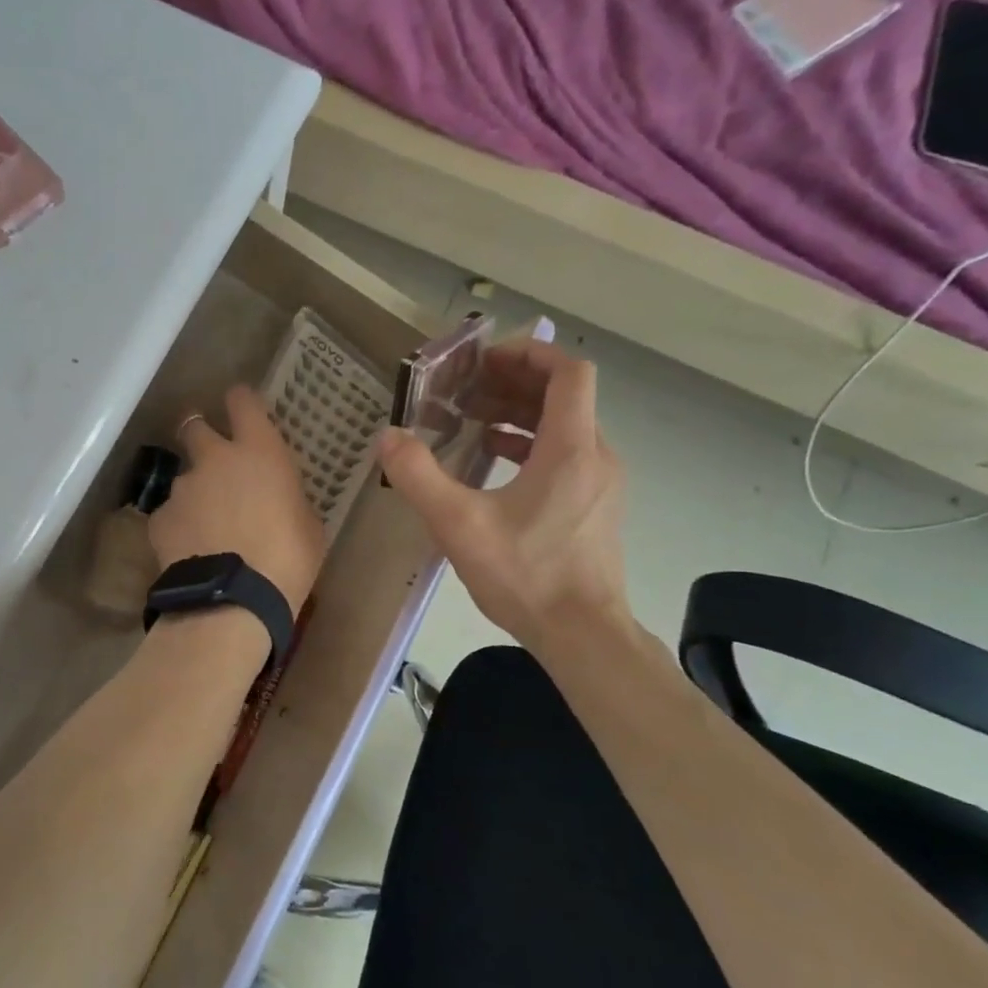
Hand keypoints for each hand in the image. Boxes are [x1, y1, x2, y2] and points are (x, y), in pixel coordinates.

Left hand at [152, 385, 323, 612]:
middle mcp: (214, 459)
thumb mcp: (307, 525)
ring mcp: (182, 488)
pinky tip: (189, 551)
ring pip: (184, 478)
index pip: (242, 402)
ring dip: (194, 492)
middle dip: (200, 434)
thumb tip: (280, 499)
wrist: (233, 601)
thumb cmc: (287, 560)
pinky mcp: (159, 518)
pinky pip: (170, 515)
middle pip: (194, 426)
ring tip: (206, 526)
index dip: (239, 401)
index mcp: (259, 452)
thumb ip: (288, 499)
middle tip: (212, 457)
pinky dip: (179, 526)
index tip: (240, 406)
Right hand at [378, 336, 627, 655]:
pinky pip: (565, 454)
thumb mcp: (458, 524)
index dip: (528, 353)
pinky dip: (529, 443)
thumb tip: (388, 437)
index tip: (484, 360)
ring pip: (564, 425)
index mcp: (571, 448)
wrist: (582, 635)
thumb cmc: (526, 575)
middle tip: (465, 388)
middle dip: (512, 382)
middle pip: (563, 395)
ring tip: (471, 419)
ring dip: (518, 413)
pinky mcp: (594, 506)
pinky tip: (493, 460)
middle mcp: (595, 455)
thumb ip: (419, 475)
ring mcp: (599, 482)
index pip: (568, 371)